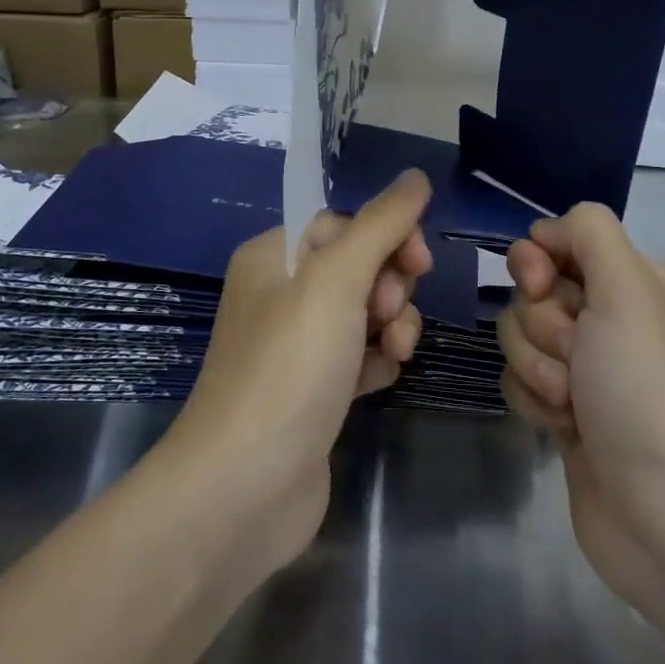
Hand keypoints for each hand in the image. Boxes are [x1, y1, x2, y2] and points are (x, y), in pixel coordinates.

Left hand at [166, 170, 433, 572]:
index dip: (387, 237)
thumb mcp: (336, 280)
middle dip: (391, 286)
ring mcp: (296, 347)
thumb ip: (381, 224)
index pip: (344, 224)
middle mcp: (280, 295)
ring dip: (393, 325)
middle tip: (392, 316)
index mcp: (273, 257)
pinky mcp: (314, 391)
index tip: (419, 263)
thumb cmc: (289, 367)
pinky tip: (381, 380)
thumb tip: (417, 176)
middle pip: (359, 267)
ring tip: (394, 354)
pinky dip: (378, 361)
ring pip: (366, 313)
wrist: (244, 487)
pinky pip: (360, 355)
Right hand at [500, 204, 664, 616]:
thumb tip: (547, 231)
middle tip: (576, 358)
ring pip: (519, 336)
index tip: (543, 286)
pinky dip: (534, 402)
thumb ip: (589, 232)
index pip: (560, 240)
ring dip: (537, 368)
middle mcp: (612, 318)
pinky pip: (520, 381)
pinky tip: (563, 430)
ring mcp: (588, 368)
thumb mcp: (629, 289)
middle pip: (532, 290)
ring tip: (573, 404)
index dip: (538, 260)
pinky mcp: (566, 411)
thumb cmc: (648, 390)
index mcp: (635, 281)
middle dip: (542, 325)